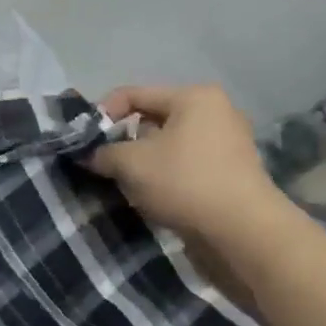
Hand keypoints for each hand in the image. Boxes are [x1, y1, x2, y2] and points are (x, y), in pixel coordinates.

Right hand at [87, 84, 280, 243]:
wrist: (241, 231)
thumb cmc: (184, 182)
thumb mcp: (132, 164)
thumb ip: (103, 153)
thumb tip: (87, 154)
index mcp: (194, 97)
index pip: (135, 94)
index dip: (103, 114)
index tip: (84, 141)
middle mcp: (215, 112)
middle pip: (153, 119)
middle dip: (124, 141)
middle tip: (102, 164)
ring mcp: (227, 144)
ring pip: (168, 146)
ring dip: (143, 162)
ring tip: (124, 183)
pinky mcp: (230, 174)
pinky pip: (185, 166)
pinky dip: (164, 176)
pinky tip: (151, 197)